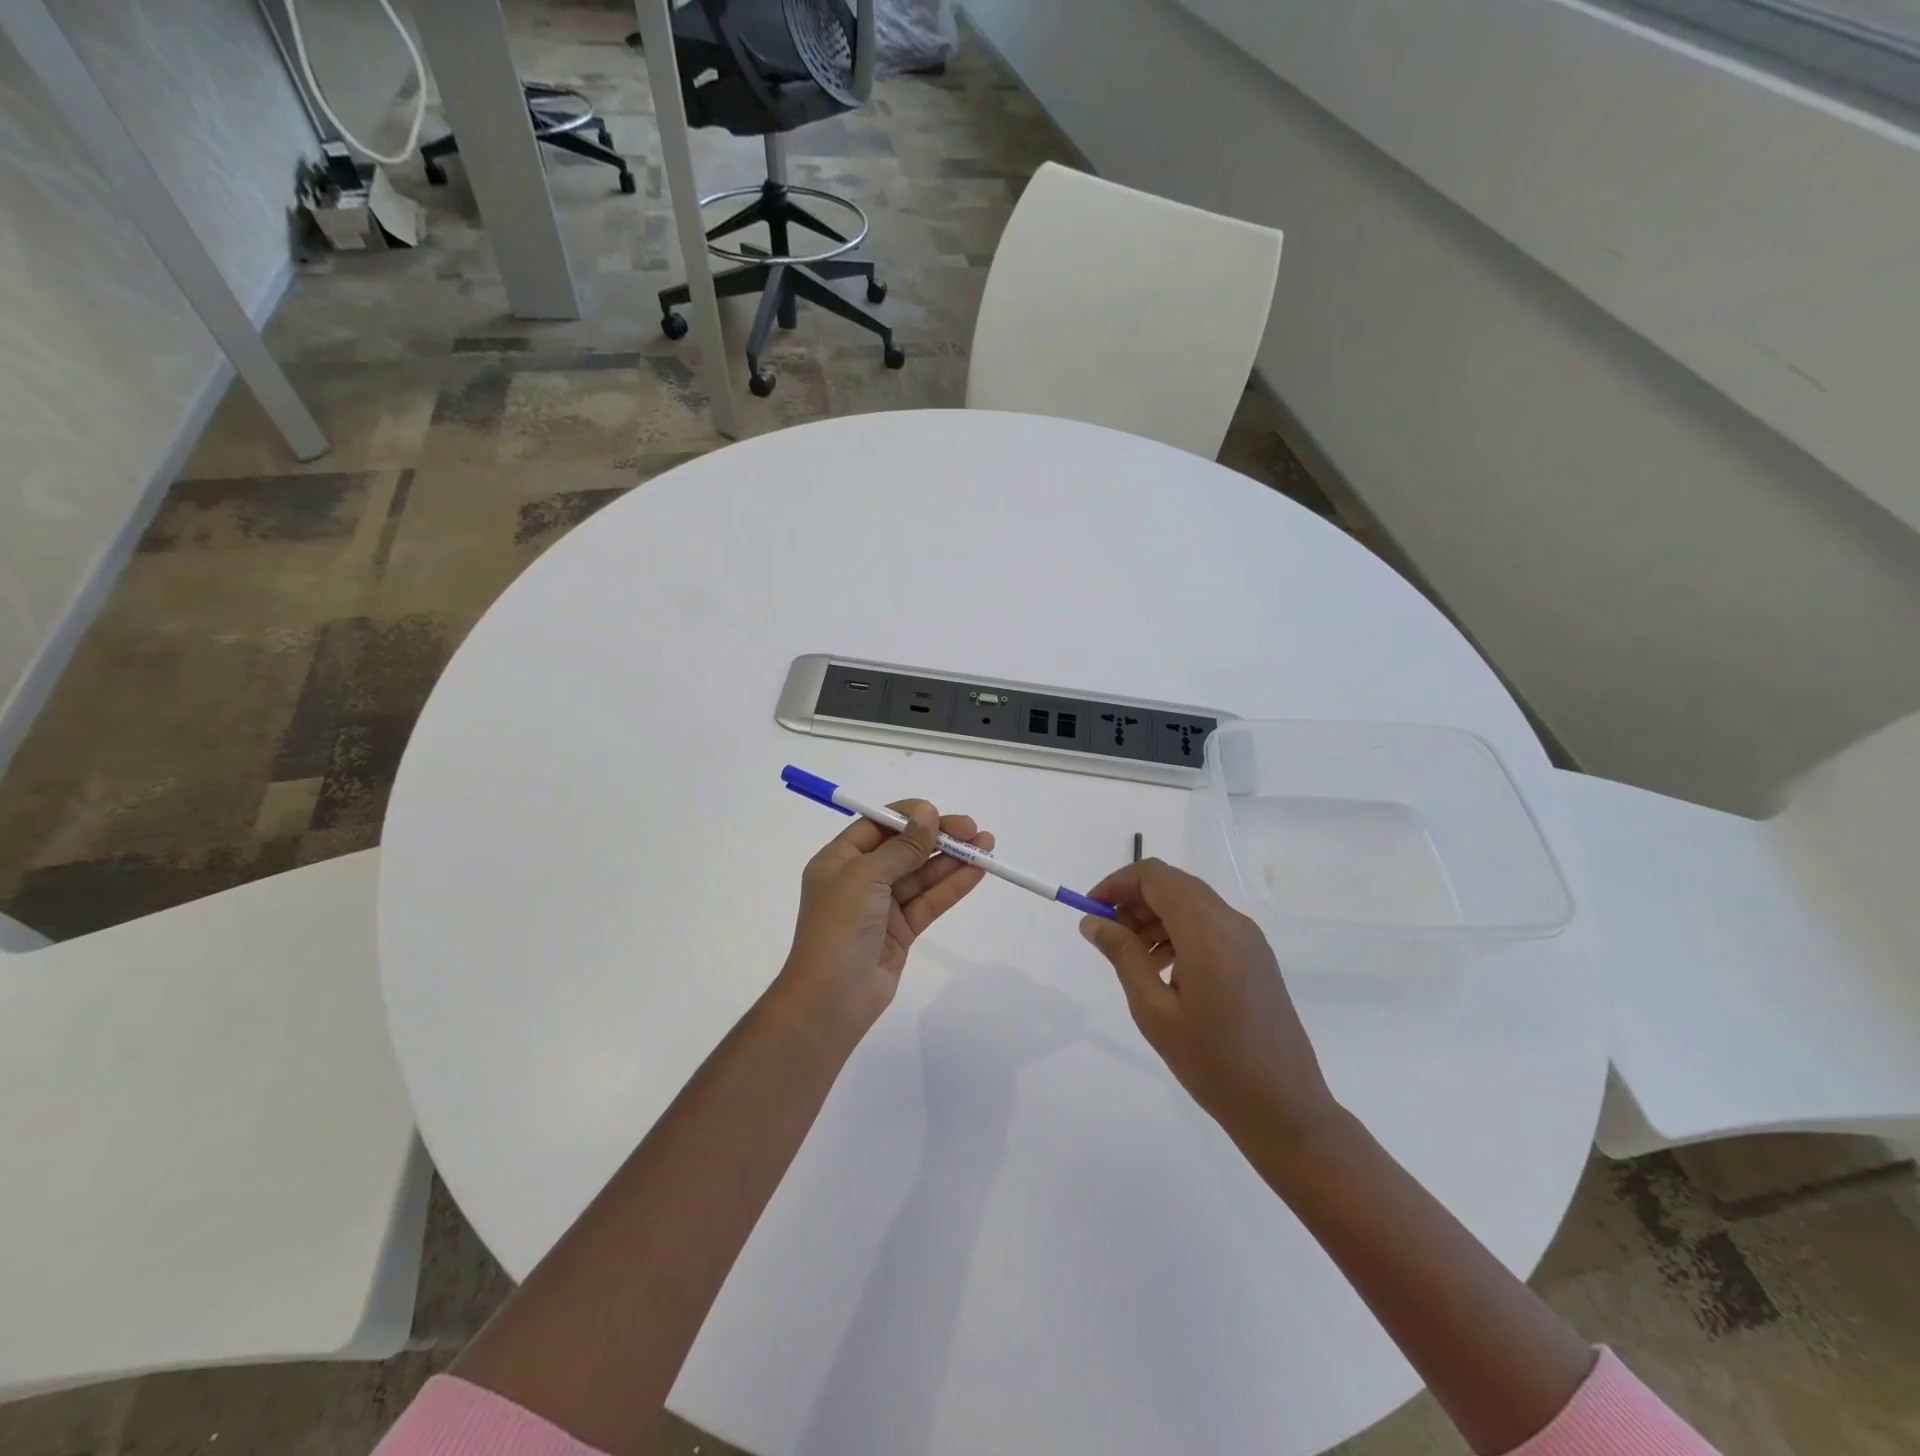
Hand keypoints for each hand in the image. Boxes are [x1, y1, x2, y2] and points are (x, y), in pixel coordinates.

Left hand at [776, 801, 993, 1035]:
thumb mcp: (866, 876)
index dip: (909, 817)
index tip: (939, 813)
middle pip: (904, 849)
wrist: (832, 998)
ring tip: (986, 847)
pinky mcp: (901, 931)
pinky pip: (929, 901)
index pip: (877, 826)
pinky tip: (976, 872)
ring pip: (921, 875)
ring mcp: (881, 906)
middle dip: (938, 838)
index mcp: (839, 859)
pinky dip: (952, 886)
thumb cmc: (839, 925)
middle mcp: (860, 878)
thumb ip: (902, 846)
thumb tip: (927, 813)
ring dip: (952, 860)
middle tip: (973, 830)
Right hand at [1079, 858, 1338, 1150]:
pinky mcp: (1256, 958)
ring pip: (1191, 905)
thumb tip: (1093, 921)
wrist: (1284, 1108)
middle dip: (1134, 901)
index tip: (1091, 911)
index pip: (1155, 876)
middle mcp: (1231, 922)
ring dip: (1155, 918)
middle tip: (1106, 936)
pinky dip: (1179, 933)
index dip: (1117, 884)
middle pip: (1173, 886)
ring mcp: (1249, 939)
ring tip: (1132, 959)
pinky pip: (1210, 927)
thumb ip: (1123, 955)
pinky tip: (1164, 972)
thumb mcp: (1154, 1010)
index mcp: (1206, 929)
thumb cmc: (1212, 1061)